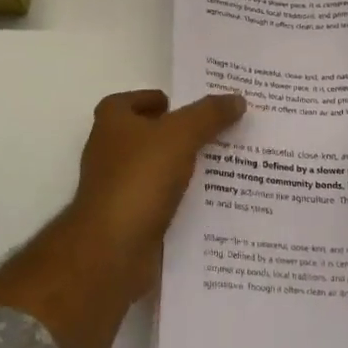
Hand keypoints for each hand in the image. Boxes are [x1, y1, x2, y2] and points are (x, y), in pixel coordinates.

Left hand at [62, 89, 245, 298]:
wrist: (112, 249)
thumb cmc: (139, 178)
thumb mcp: (181, 135)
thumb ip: (209, 114)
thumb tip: (237, 99)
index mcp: (112, 121)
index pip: (136, 99)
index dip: (164, 100)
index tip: (196, 108)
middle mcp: (109, 151)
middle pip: (150, 134)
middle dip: (183, 134)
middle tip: (222, 133)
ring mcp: (118, 187)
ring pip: (159, 170)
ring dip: (186, 169)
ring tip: (227, 166)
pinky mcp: (129, 219)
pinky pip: (162, 202)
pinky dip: (183, 200)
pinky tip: (213, 202)